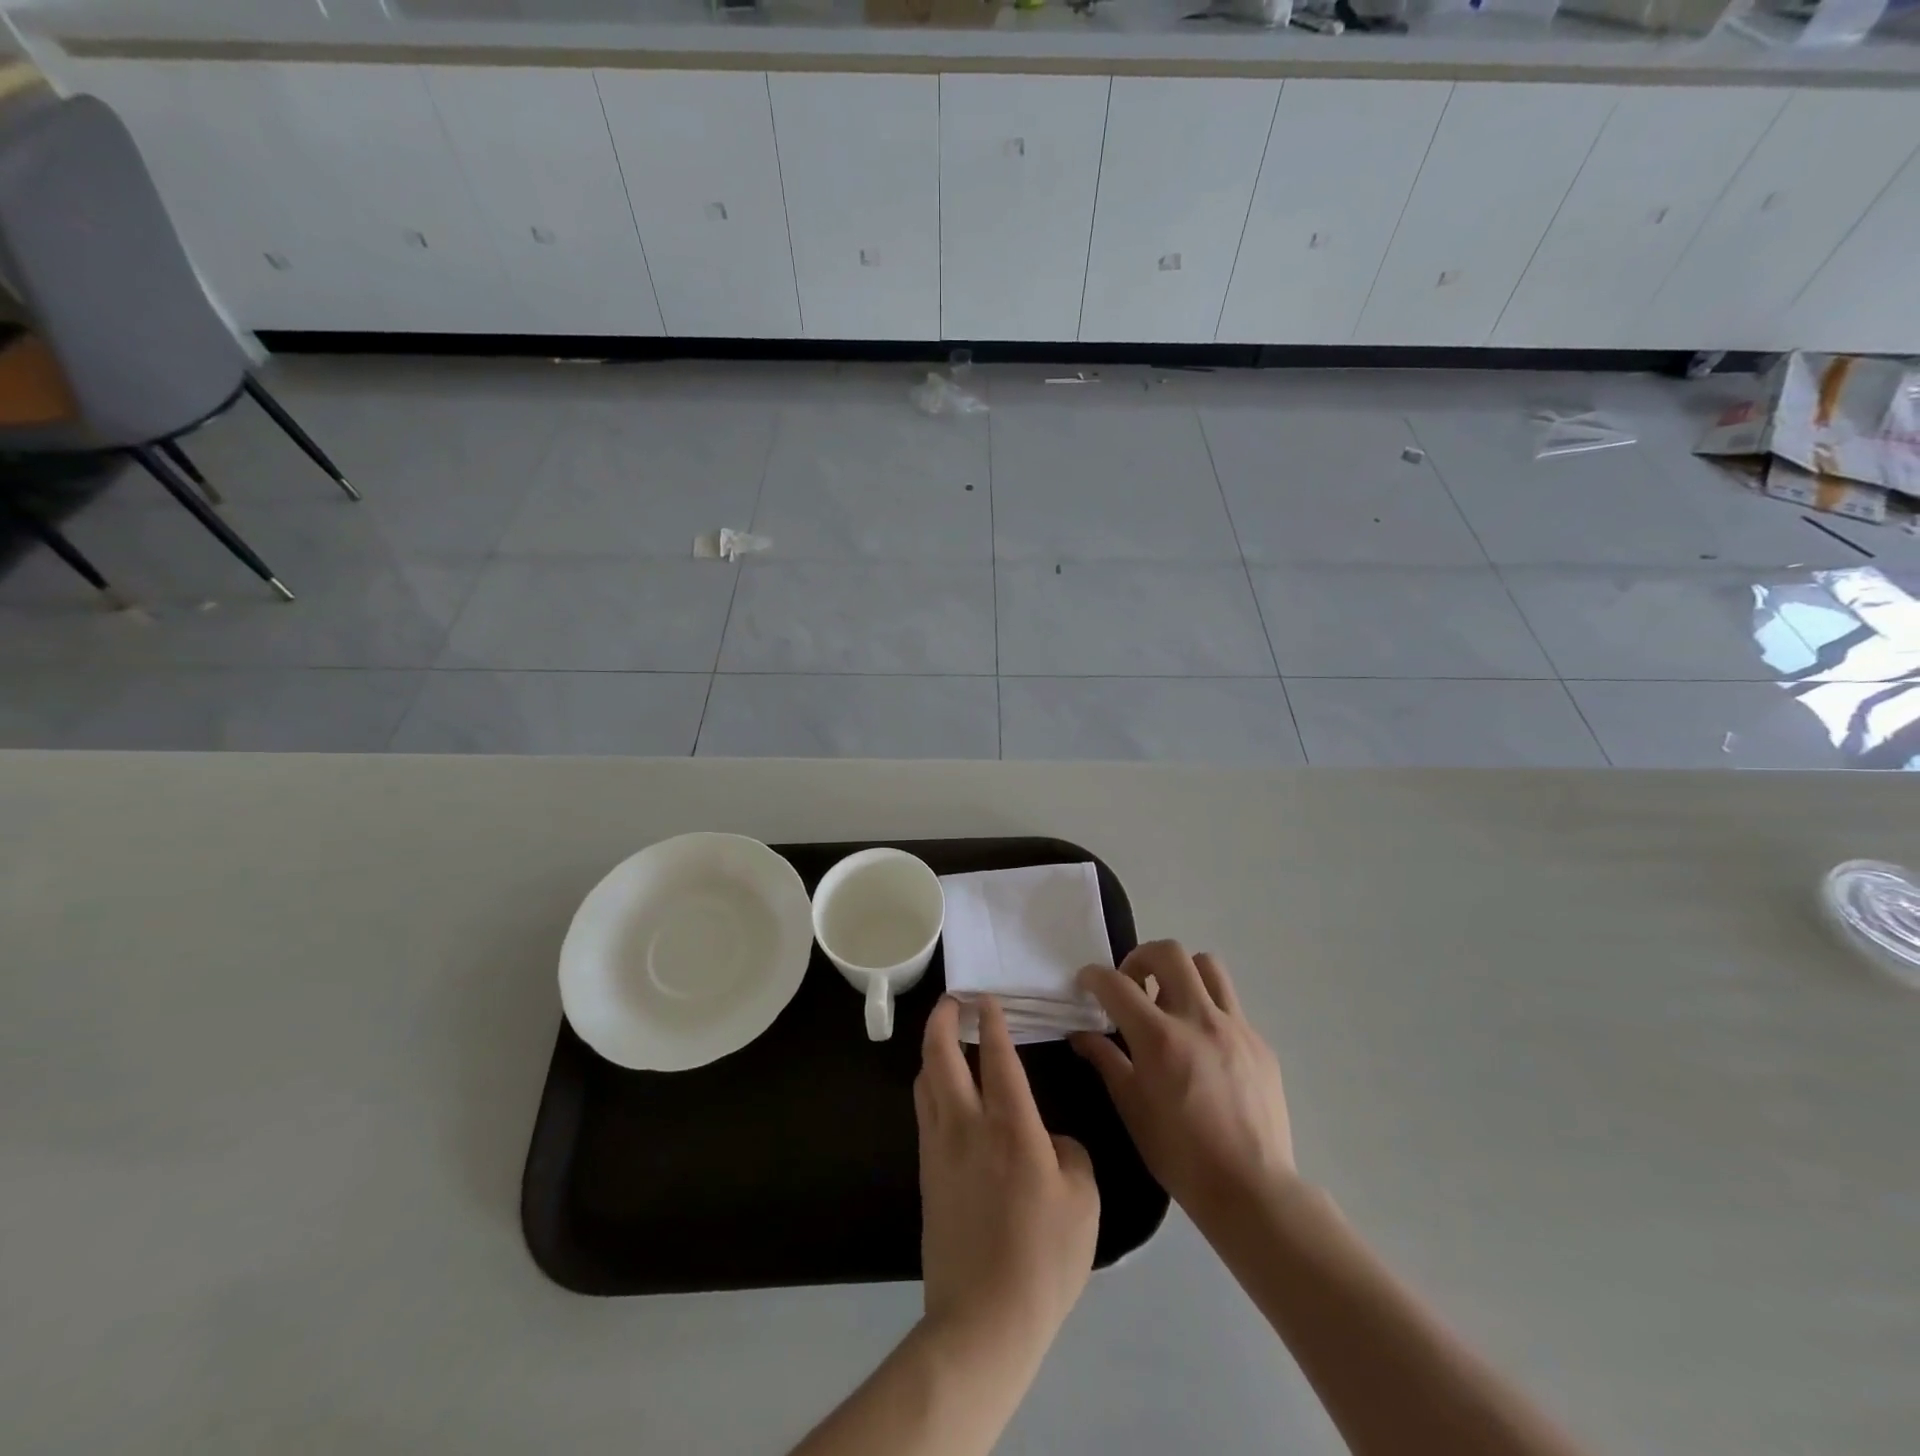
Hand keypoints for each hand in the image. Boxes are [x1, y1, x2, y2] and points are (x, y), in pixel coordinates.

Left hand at [915, 996, 1099, 1352]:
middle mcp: (968, 1125)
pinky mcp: (927, 1173)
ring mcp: (940, 1148)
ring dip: (931, 1049)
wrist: (984, 1319)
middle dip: (943, 1019)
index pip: (997, 1056)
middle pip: (941, 1055)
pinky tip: (942, 1091)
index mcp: (1012, 1126)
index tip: (987, 999)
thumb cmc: (1043, 1258)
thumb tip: (1049, 1142)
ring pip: (925, 1080)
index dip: (991, 1021)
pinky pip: (924, 1112)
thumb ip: (1070, 1154)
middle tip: (953, 1001)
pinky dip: (930, 1085)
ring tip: (944, 1037)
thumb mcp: (1083, 1201)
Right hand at [1071, 941, 1294, 1226]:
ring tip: (1170, 1001)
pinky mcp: (1259, 1042)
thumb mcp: (1131, 1109)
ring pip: (1207, 966)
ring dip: (1181, 972)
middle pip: (1168, 953)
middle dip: (1141, 957)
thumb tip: (1081, 1034)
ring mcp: (1235, 1027)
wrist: (1252, 1190)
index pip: (1117, 984)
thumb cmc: (1180, 1155)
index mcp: (1160, 1038)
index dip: (1094, 976)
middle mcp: (1198, 1019)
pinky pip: (1230, 1005)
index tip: (1086, 982)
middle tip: (1132, 984)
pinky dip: (1208, 1008)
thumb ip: (1105, 1061)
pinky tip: (1202, 1044)